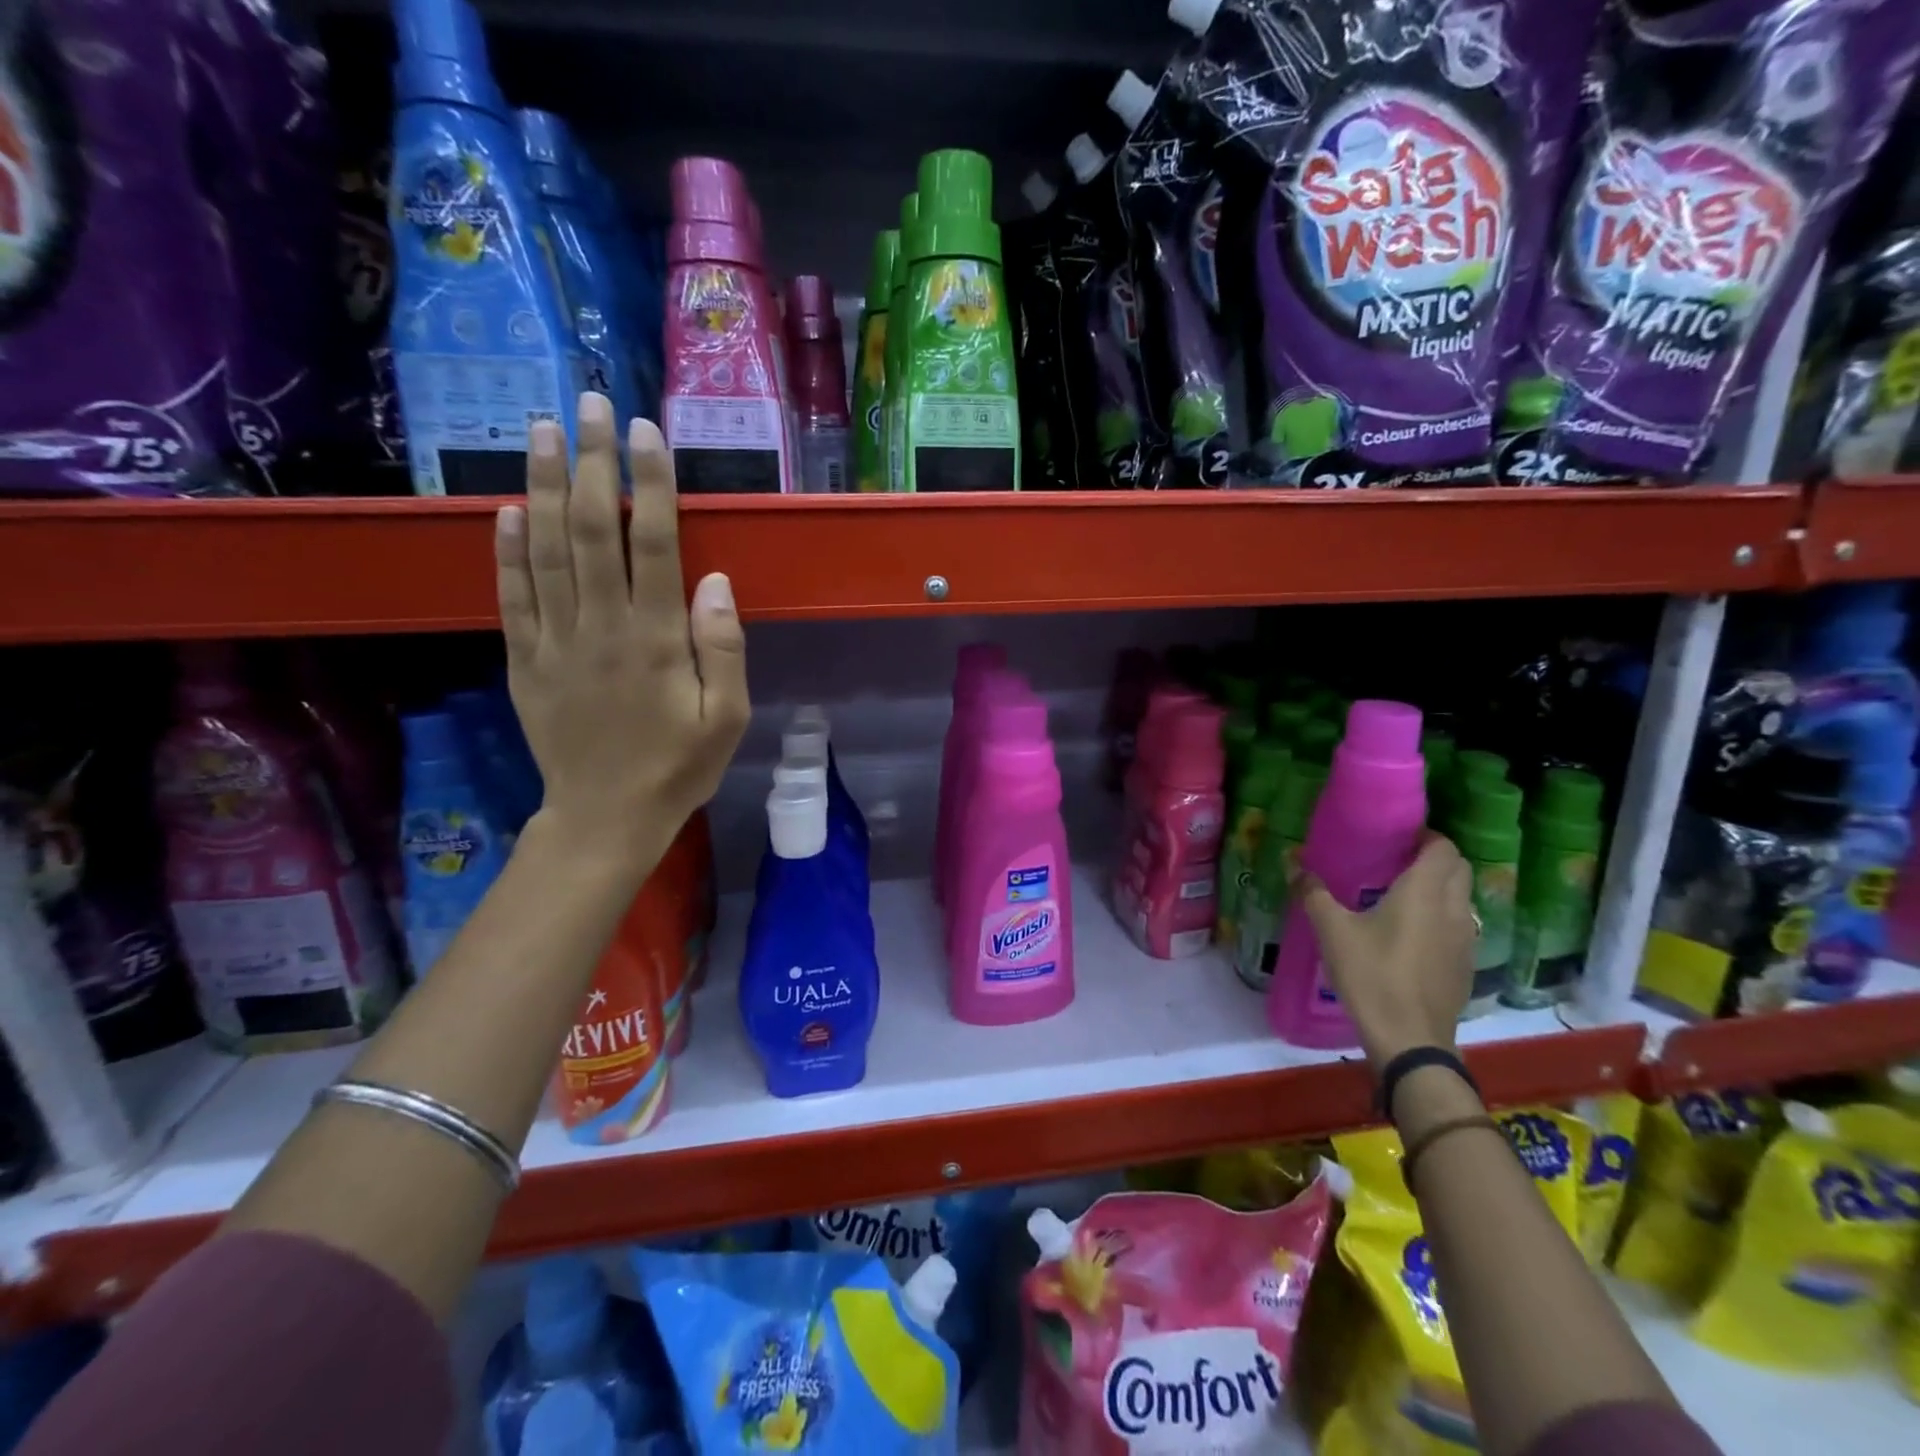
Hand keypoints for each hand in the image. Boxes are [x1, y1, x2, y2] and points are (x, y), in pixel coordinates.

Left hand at [495, 393, 749, 869]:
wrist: (606, 817)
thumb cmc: (679, 767)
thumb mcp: (728, 719)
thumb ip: (723, 649)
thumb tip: (714, 580)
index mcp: (655, 640)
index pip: (652, 545)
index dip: (651, 484)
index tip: (647, 432)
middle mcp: (600, 628)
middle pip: (592, 530)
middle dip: (594, 463)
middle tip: (590, 404)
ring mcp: (555, 641)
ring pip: (545, 550)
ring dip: (544, 486)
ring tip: (542, 431)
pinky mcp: (525, 660)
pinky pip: (511, 596)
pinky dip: (507, 550)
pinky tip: (507, 509)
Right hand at [1297, 832, 1475, 1070]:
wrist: (1409, 1039)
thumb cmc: (1372, 975)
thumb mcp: (1332, 931)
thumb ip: (1313, 893)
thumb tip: (1293, 863)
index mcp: (1424, 892)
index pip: (1443, 848)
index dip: (1426, 837)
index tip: (1398, 838)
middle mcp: (1453, 908)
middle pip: (1458, 869)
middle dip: (1435, 858)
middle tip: (1397, 861)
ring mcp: (1465, 939)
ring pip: (1462, 898)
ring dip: (1441, 888)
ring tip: (1402, 894)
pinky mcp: (1464, 965)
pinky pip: (1459, 926)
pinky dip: (1442, 917)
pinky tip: (1412, 934)